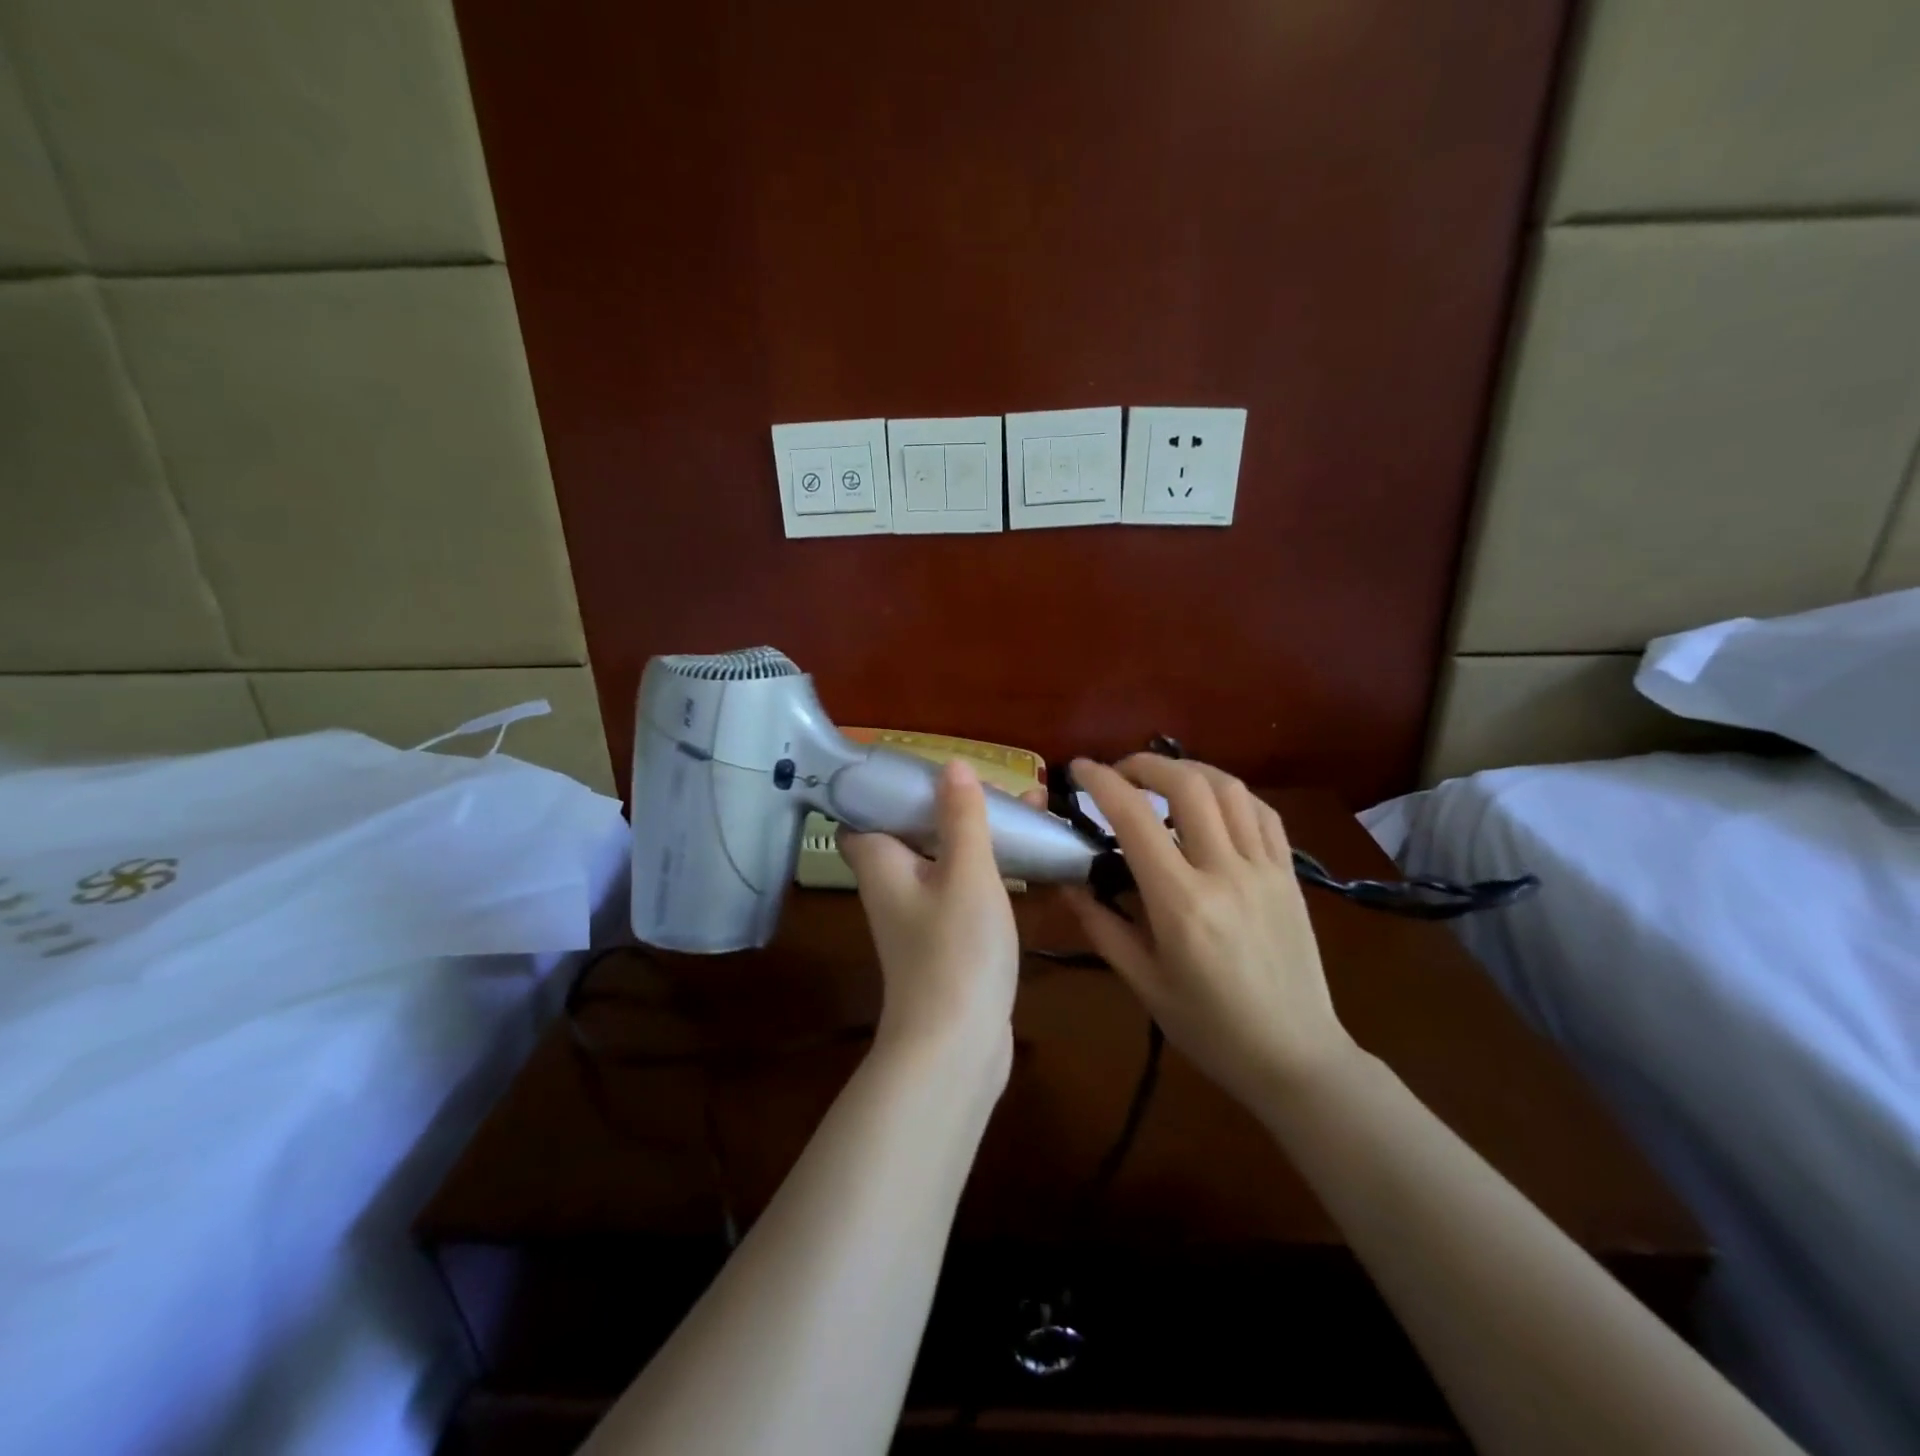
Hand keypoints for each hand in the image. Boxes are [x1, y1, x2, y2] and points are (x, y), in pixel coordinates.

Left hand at [837, 760, 1019, 1078]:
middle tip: (989, 785)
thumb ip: (961, 817)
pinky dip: (983, 869)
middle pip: (909, 832)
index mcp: (881, 863)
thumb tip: (951, 765)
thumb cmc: (955, 949)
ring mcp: (917, 918)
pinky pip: (959, 889)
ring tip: (1022, 808)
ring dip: (972, 835)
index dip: (881, 789)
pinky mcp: (944, 942)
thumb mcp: (966, 872)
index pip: (860, 814)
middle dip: (946, 805)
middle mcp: (891, 887)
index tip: (919, 768)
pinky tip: (1022, 861)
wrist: (957, 1047)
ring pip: (940, 860)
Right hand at [1065, 756, 1359, 1108]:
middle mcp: (1225, 873)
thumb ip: (1101, 925)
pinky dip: (1231, 794)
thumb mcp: (1143, 982)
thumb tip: (1067, 882)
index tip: (1079, 770)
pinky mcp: (1290, 875)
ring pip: (1229, 789)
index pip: (1134, 819)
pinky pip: (1263, 813)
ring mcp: (1265, 870)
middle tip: (1119, 773)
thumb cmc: (1209, 1028)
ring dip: (1189, 770)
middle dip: (1145, 764)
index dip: (1102, 783)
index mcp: (1180, 903)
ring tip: (1162, 781)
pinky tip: (1212, 804)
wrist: (1295, 1057)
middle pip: (1187, 785)